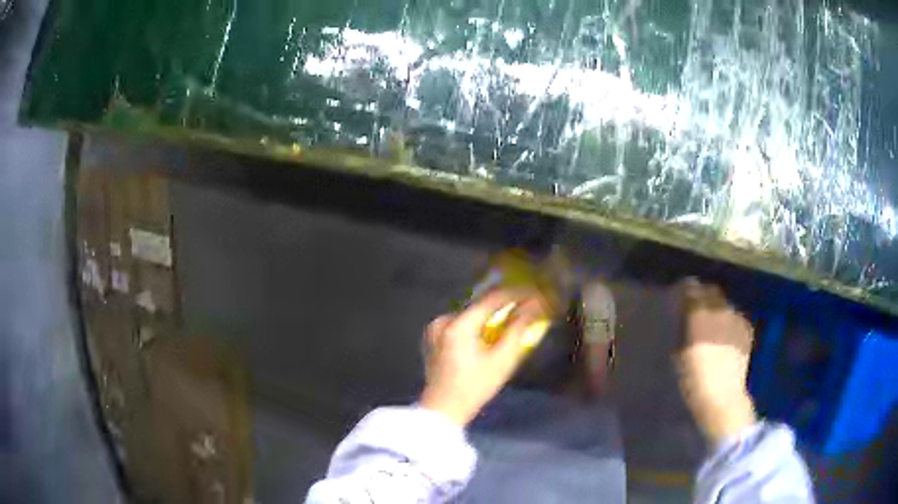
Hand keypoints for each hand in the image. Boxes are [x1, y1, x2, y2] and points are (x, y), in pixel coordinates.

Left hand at [421, 289, 551, 425]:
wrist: (443, 410)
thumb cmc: (475, 388)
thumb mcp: (502, 361)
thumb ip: (518, 330)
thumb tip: (534, 307)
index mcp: (458, 325)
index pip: (492, 299)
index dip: (517, 294)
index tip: (536, 293)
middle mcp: (444, 320)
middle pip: (481, 304)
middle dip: (506, 303)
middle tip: (529, 303)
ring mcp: (436, 328)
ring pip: (471, 312)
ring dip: (492, 313)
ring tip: (515, 314)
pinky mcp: (434, 337)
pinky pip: (462, 322)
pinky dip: (478, 322)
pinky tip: (493, 328)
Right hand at [677, 280, 757, 444]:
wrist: (722, 397)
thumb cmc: (694, 379)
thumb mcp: (680, 354)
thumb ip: (683, 329)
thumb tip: (684, 317)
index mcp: (699, 314)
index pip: (692, 289)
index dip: (686, 291)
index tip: (681, 296)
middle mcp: (720, 309)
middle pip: (712, 292)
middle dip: (704, 296)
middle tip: (696, 308)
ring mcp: (736, 318)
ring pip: (725, 304)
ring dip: (718, 308)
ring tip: (712, 322)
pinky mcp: (747, 330)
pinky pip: (736, 317)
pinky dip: (730, 320)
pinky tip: (726, 334)